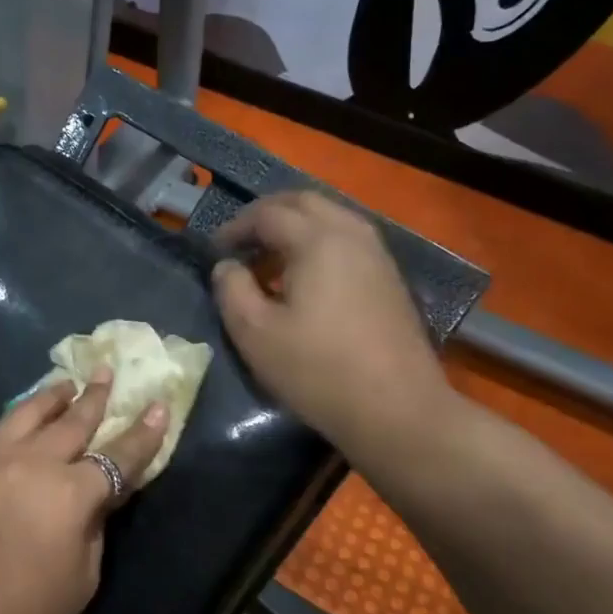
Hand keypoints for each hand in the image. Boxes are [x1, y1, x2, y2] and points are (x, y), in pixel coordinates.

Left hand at [0, 370, 166, 613]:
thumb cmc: (23, 612)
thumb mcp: (81, 578)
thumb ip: (94, 526)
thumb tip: (97, 496)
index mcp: (71, 491)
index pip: (118, 455)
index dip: (143, 432)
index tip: (158, 405)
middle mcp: (33, 461)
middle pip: (73, 420)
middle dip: (95, 395)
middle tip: (106, 371)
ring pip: (28, 413)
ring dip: (52, 396)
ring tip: (66, 384)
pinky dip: (18, 423)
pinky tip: (20, 427)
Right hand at [211, 190, 454, 467]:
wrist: (397, 411)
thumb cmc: (317, 370)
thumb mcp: (254, 333)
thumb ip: (231, 289)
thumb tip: (226, 266)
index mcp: (317, 240)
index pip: (268, 213)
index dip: (235, 227)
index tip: (214, 251)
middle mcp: (351, 235)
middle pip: (304, 202)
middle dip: (266, 215)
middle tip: (240, 242)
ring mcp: (377, 256)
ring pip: (330, 218)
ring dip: (295, 228)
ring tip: (269, 260)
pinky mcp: (389, 279)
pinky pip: (347, 241)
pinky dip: (318, 244)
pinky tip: (304, 280)